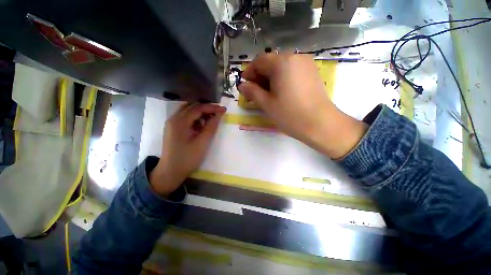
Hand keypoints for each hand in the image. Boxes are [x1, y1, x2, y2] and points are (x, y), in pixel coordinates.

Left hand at [150, 103, 225, 196]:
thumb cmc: (188, 158)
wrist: (170, 171)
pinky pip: (185, 117)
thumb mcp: (202, 142)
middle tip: (219, 113)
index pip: (198, 108)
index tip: (224, 109)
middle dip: (207, 108)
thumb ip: (211, 126)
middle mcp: (173, 118)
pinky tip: (202, 124)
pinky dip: (195, 118)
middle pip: (192, 107)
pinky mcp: (173, 128)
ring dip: (201, 112)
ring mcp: (171, 123)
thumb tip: (219, 113)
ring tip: (212, 118)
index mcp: (179, 122)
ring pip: (188, 111)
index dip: (212, 108)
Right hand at [238, 53, 367, 158]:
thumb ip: (252, 92)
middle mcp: (295, 57)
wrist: (320, 124)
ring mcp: (306, 64)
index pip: (260, 61)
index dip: (250, 72)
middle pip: (271, 62)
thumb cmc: (290, 114)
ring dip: (271, 78)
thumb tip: (242, 85)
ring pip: (282, 67)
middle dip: (260, 76)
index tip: (245, 85)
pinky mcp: (312, 72)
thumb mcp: (267, 104)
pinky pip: (292, 71)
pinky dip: (282, 79)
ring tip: (267, 94)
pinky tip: (281, 92)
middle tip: (255, 92)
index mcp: (282, 62)